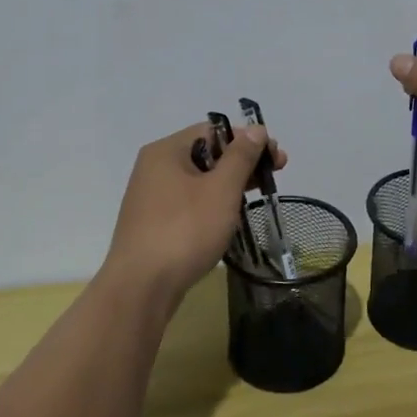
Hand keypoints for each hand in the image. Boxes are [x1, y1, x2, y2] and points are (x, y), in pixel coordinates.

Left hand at [103, 121, 287, 300]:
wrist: (141, 288)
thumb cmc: (184, 230)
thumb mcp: (221, 190)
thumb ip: (241, 156)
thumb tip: (256, 128)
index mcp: (166, 151)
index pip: (213, 130)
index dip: (247, 139)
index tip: (275, 157)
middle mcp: (154, 168)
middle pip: (206, 153)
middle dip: (243, 162)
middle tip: (274, 175)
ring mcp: (152, 197)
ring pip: (199, 180)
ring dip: (230, 184)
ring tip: (257, 197)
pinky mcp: (154, 224)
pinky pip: (189, 202)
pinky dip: (213, 203)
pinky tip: (230, 218)